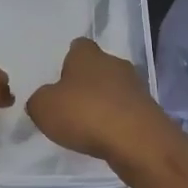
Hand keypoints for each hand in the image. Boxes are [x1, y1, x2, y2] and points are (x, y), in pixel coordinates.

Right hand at [26, 37, 172, 165]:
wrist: (137, 141)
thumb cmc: (85, 114)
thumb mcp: (43, 108)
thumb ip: (39, 100)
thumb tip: (44, 100)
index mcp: (87, 55)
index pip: (78, 46)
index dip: (68, 60)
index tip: (60, 78)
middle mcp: (114, 63)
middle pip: (98, 67)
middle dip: (86, 83)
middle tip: (70, 104)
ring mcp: (135, 87)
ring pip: (114, 89)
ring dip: (103, 103)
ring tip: (87, 125)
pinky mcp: (149, 110)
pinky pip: (126, 111)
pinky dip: (116, 121)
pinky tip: (106, 137)